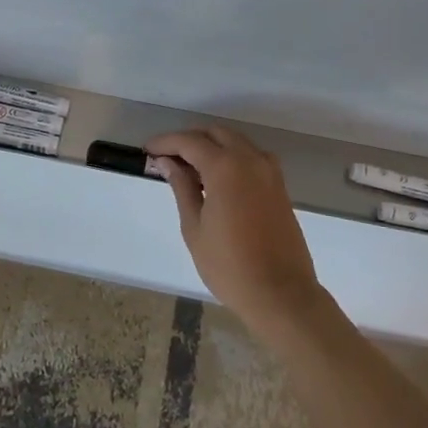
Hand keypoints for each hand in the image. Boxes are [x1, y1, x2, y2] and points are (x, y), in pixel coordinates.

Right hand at [145, 126, 329, 331]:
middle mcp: (251, 160)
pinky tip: (216, 180)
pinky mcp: (279, 186)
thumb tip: (168, 162)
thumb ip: (182, 187)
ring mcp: (269, 172)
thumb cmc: (229, 265)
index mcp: (226, 167)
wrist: (281, 293)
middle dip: (189, 139)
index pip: (190, 141)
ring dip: (211, 146)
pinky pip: (251, 157)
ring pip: (236, 142)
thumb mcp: (194, 227)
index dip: (165, 142)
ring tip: (189, 169)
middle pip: (215, 133)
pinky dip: (231, 157)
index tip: (147, 150)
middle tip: (167, 158)